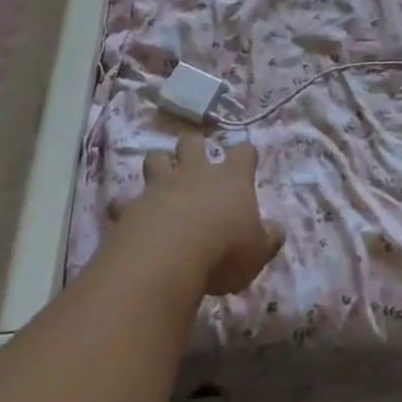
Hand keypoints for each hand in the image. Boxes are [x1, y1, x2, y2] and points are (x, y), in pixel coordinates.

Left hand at [117, 135, 283, 295]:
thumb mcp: (258, 252)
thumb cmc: (223, 251)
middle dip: (193, 146)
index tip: (247, 160)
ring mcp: (160, 186)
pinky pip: (124, 200)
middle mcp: (195, 173)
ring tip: (160, 178)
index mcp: (231, 179)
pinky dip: (125, 206)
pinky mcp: (131, 206)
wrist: (168, 258)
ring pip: (156, 158)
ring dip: (158, 164)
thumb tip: (277, 230)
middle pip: (192, 143)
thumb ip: (269, 238)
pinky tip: (126, 216)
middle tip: (194, 159)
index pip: (244, 153)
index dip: (246, 155)